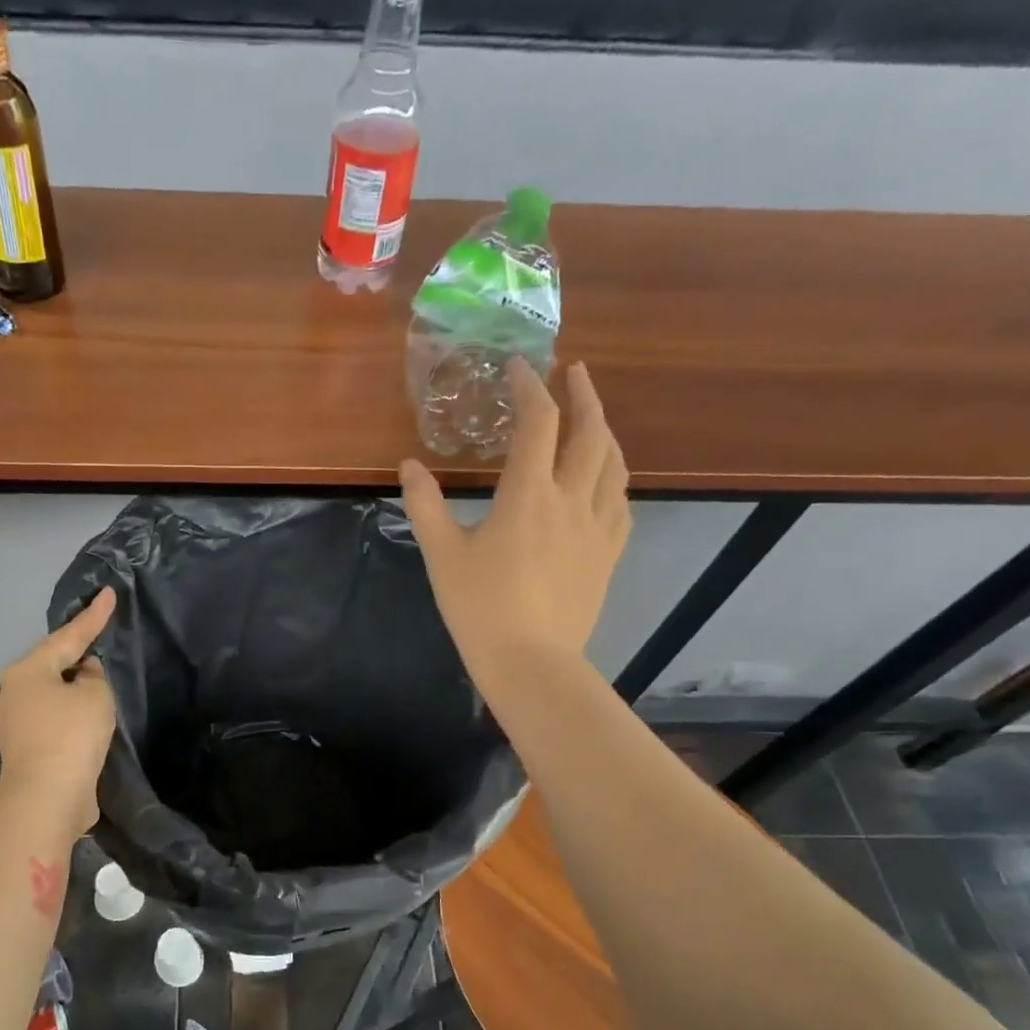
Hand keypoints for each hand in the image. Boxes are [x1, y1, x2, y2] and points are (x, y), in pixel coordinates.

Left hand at [0, 587, 117, 836]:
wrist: (46, 797)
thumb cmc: (71, 735)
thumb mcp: (95, 696)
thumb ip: (94, 677)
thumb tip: (84, 675)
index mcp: (28, 671)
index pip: (68, 636)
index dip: (93, 616)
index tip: (109, 593)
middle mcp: (14, 691)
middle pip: (52, 663)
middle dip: (75, 649)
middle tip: (99, 631)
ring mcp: (16, 722)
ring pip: (51, 692)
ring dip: (73, 684)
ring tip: (97, 673)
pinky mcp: (26, 748)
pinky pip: (53, 717)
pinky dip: (71, 710)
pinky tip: (88, 712)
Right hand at [400, 359, 630, 703]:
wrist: (530, 661)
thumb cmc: (480, 607)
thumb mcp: (442, 554)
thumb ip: (425, 505)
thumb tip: (408, 466)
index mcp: (528, 495)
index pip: (538, 424)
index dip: (530, 388)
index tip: (519, 368)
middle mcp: (570, 501)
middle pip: (590, 433)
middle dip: (583, 395)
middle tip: (574, 373)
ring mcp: (596, 528)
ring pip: (614, 465)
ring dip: (605, 432)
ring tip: (594, 418)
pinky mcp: (607, 555)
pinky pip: (620, 504)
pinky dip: (614, 479)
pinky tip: (606, 481)